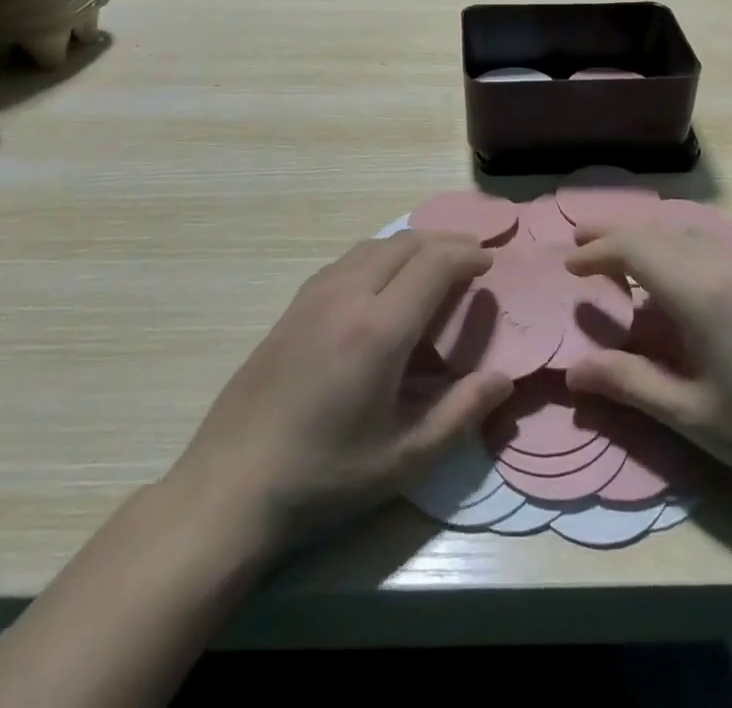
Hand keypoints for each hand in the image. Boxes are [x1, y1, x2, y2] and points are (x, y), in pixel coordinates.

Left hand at [164, 234, 511, 554]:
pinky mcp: (292, 306)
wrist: (228, 488)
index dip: (467, 254)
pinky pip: (348, 261)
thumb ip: (460, 414)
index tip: (489, 262)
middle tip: (471, 257)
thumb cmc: (323, 479)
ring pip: (374, 246)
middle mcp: (347, 296)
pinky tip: (384, 284)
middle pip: (406, 243)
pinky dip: (380, 256)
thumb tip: (503, 379)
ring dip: (411, 245)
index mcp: (378, 329)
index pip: (434, 264)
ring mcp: (314, 297)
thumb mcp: (403, 460)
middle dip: (445, 242)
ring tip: (434, 265)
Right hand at [564, 222, 731, 502]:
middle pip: (657, 232)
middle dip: (614, 235)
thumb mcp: (688, 413)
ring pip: (684, 231)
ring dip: (646, 235)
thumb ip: (628, 383)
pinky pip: (707, 242)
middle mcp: (722, 265)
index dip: (597, 252)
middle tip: (580, 245)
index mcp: (699, 291)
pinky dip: (674, 243)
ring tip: (618, 253)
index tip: (569, 266)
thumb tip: (572, 372)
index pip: (635, 249)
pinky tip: (670, 271)